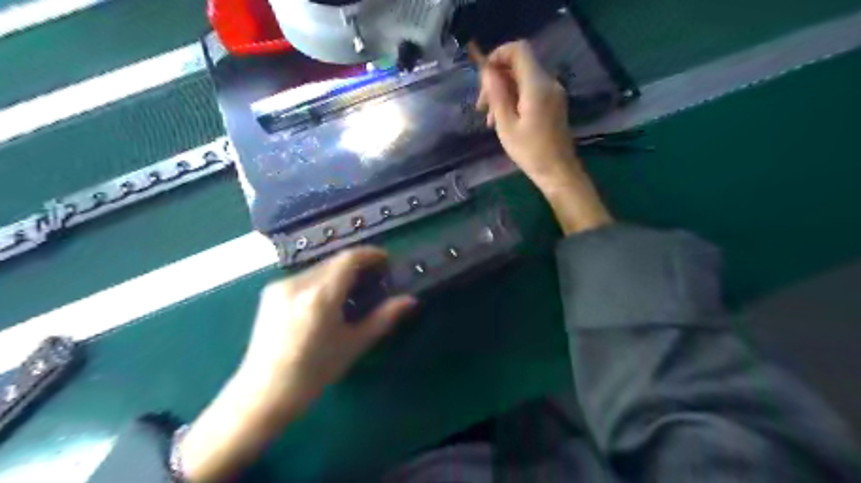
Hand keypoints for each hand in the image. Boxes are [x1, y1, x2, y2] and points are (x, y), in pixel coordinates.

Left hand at [180, 247, 414, 480]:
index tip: (386, 260)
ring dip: (339, 272)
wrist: (263, 393)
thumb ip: (383, 317)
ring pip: (319, 267)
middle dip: (357, 264)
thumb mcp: (354, 345)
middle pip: (334, 261)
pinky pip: (305, 276)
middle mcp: (298, 283)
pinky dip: (322, 279)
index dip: (370, 254)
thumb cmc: (314, 372)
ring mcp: (281, 286)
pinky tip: (328, 298)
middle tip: (374, 278)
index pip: (349, 259)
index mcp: (320, 296)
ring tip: (353, 289)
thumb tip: (410, 300)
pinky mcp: (271, 292)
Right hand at [473, 42, 615, 233]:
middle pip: (518, 65)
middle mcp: (548, 82)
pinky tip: (504, 119)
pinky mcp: (553, 103)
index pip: (518, 50)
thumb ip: (497, 95)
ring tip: (489, 119)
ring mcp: (553, 92)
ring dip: (503, 92)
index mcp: (537, 85)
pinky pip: (531, 90)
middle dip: (497, 79)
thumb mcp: (506, 126)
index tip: (483, 76)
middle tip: (481, 106)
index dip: (498, 56)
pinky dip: (514, 99)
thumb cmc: (530, 152)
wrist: (558, 172)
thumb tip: (487, 71)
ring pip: (523, 79)